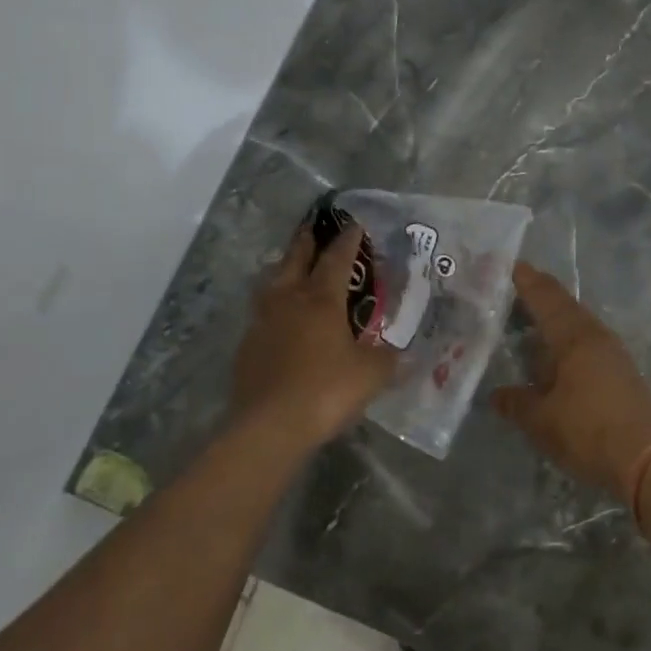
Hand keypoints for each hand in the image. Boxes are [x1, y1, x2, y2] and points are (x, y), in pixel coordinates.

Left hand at [232, 221, 397, 449]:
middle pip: (296, 259)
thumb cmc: (326, 390)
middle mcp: (288, 300)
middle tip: (313, 228)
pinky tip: (280, 320)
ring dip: (284, 269)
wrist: (269, 426)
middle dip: (307, 241)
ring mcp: (262, 321)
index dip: (348, 240)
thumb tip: (403, 354)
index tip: (353, 224)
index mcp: (321, 299)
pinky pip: (262, 314)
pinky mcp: (247, 346)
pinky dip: (273, 306)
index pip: (337, 258)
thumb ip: (388, 359)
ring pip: (272, 283)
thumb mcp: (371, 375)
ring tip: (292, 268)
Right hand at [491, 263, 650, 496]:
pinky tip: (553, 356)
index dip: (526, 280)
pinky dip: (565, 341)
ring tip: (527, 323)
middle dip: (538, 296)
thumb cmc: (587, 431)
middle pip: (563, 306)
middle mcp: (595, 336)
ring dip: (553, 319)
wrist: (646, 460)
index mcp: (573, 336)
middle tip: (511, 292)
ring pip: (577, 324)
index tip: (507, 266)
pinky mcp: (620, 372)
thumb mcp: (541, 420)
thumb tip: (496, 395)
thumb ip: (516, 403)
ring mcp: (612, 353)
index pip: (545, 297)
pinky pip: (586, 343)